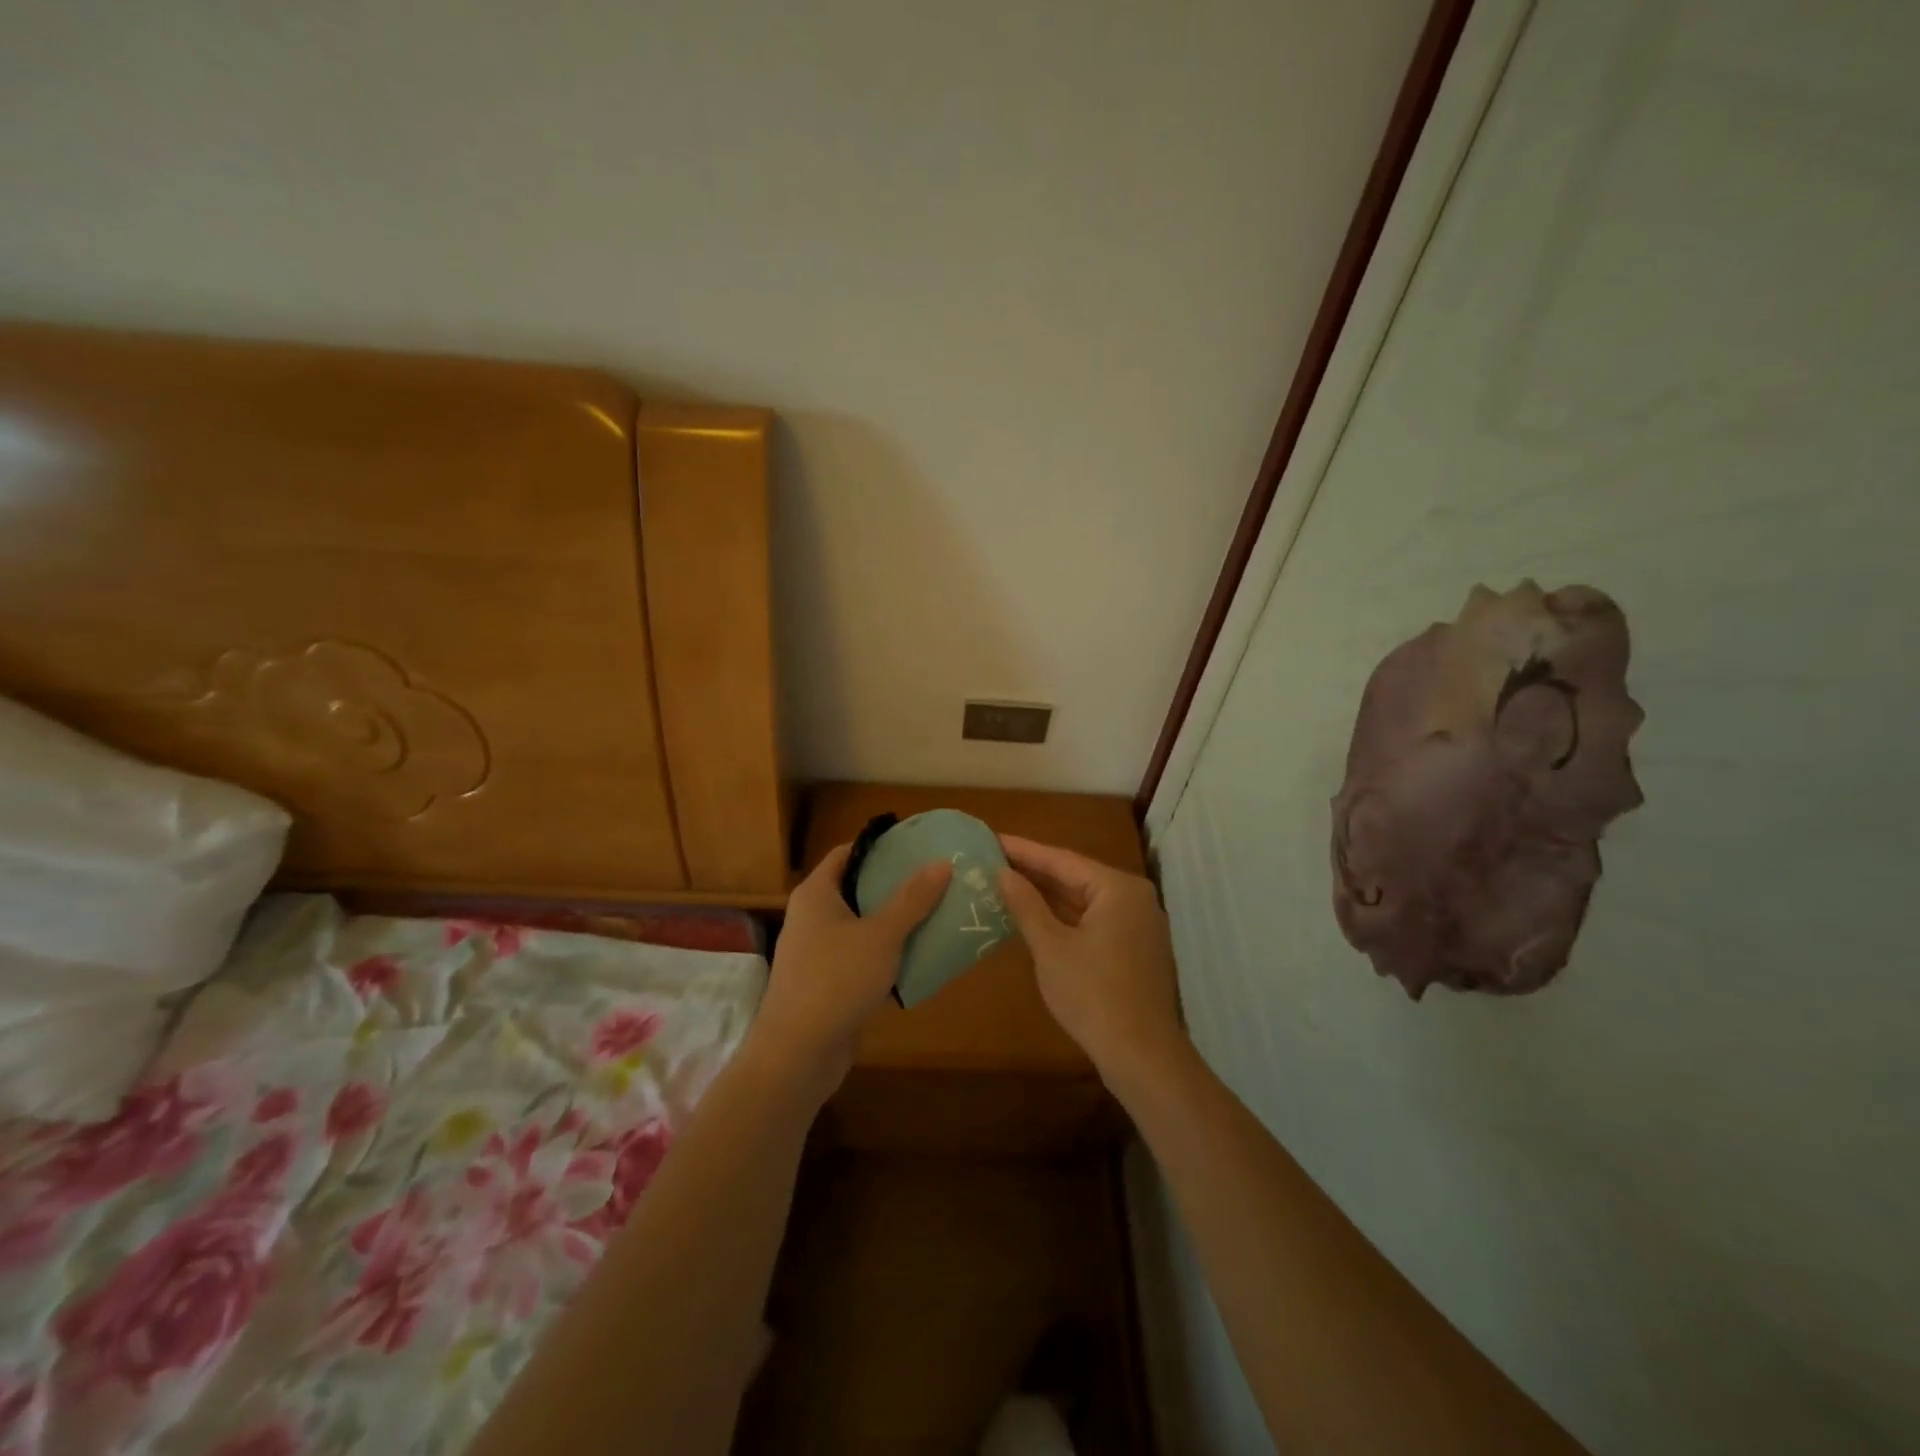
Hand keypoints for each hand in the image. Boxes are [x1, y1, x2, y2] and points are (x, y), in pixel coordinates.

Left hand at [747, 844, 950, 1102]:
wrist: (798, 1053)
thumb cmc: (836, 979)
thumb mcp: (882, 934)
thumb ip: (912, 898)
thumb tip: (941, 862)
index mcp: (816, 894)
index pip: (847, 853)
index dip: (880, 847)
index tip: (916, 846)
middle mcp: (811, 916)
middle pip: (856, 889)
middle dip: (893, 885)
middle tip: (935, 880)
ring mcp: (816, 952)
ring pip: (860, 926)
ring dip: (893, 922)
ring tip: (935, 914)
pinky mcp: (826, 983)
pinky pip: (860, 957)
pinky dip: (885, 954)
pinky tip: (917, 957)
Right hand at [997, 835, 1186, 1086]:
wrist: (1142, 1056)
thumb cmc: (1093, 995)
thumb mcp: (1051, 947)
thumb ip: (1026, 905)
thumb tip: (1003, 873)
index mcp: (1118, 888)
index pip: (1062, 860)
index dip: (1024, 851)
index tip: (992, 839)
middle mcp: (1134, 898)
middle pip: (1076, 877)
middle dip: (1035, 871)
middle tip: (993, 859)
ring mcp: (1138, 925)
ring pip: (1085, 900)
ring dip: (1048, 895)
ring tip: (1006, 882)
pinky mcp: (1135, 949)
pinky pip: (1094, 920)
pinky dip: (1065, 917)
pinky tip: (1035, 916)